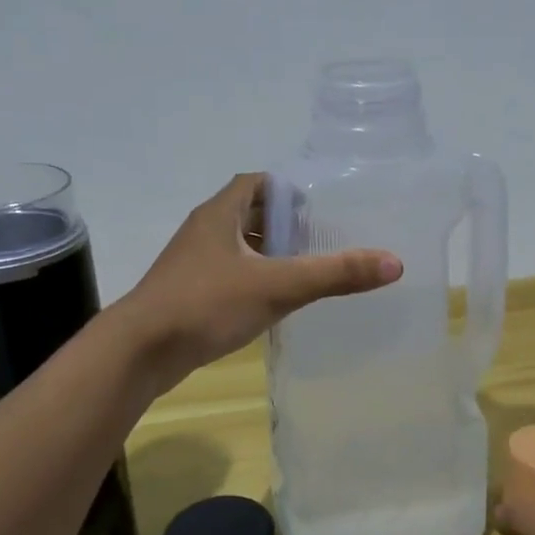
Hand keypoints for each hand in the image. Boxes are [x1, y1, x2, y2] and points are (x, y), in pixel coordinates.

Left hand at [115, 173, 401, 388]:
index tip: (322, 203)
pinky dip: (254, 278)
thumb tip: (394, 262)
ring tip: (308, 266)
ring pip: (238, 247)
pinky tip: (276, 300)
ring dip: (269, 252)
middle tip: (324, 236)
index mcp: (219, 214)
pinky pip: (229, 275)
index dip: (289, 187)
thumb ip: (335, 274)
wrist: (140, 352)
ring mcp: (193, 264)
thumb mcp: (277, 286)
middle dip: (285, 222)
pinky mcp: (189, 294)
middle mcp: (204, 231)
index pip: (256, 182)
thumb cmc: (206, 304)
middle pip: (249, 213)